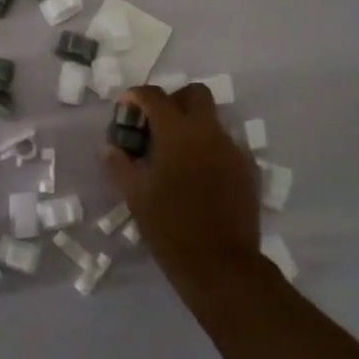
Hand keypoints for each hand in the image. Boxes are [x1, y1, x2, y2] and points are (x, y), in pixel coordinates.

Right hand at [102, 84, 263, 293]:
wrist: (221, 265)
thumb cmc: (170, 228)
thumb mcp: (135, 196)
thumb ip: (119, 165)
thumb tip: (110, 146)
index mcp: (177, 133)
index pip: (155, 96)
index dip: (136, 96)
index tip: (126, 108)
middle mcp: (208, 132)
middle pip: (194, 93)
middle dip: (173, 100)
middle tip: (157, 125)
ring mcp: (233, 149)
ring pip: (212, 120)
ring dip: (192, 126)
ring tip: (176, 156)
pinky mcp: (248, 169)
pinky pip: (226, 146)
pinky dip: (210, 150)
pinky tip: (199, 176)